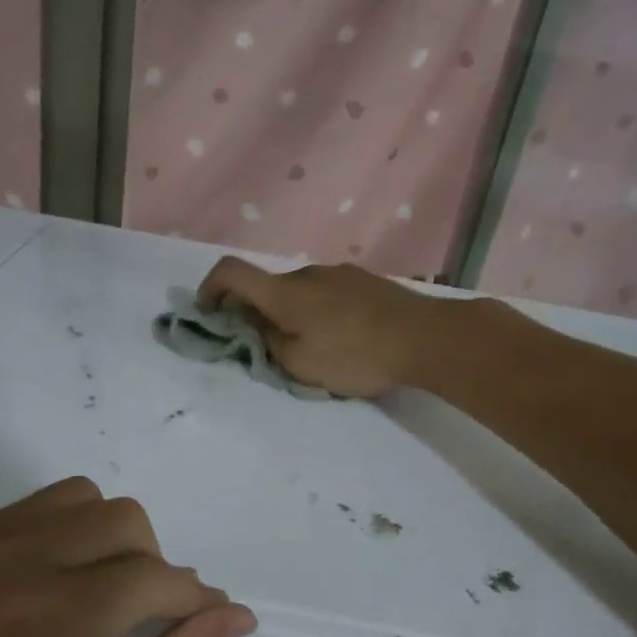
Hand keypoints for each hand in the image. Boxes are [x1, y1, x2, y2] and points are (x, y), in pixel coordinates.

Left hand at [0, 478, 255, 636]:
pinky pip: (29, 510)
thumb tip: (237, 612)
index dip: (193, 598)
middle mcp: (10, 565)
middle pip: (122, 519)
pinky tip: (53, 585)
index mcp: (53, 620)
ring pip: (78, 498)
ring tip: (99, 591)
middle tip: (145, 614)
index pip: (154, 578)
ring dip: (109, 537)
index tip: (208, 616)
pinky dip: (61, 535)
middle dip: (154, 564)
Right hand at [197, 257, 452, 397]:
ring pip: (300, 292)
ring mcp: (339, 273)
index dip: (210, 289)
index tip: (209, 314)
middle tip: (267, 348)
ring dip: (292, 315)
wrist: (426, 337)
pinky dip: (319, 312)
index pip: (230, 271)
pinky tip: (344, 338)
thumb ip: (268, 344)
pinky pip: (328, 294)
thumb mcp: (301, 364)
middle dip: (256, 313)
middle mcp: (307, 274)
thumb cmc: (355, 355)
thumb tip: (254, 326)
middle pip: (267, 287)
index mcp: (284, 293)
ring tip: (314, 349)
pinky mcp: (365, 281)